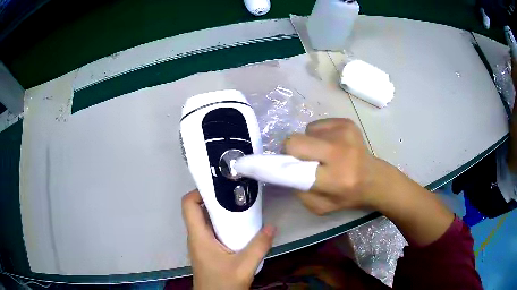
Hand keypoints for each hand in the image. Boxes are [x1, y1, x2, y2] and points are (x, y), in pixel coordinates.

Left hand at [182, 190, 275, 289]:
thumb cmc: (223, 284)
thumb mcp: (244, 266)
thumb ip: (259, 246)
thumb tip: (272, 226)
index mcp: (198, 236)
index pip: (188, 204)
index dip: (199, 191)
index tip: (220, 187)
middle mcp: (196, 236)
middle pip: (198, 209)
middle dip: (215, 198)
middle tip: (236, 193)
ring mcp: (201, 244)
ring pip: (205, 220)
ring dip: (220, 211)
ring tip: (241, 205)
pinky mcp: (207, 250)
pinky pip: (212, 230)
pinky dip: (223, 223)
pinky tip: (240, 226)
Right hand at [284, 118, 385, 213]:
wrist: (373, 179)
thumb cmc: (346, 196)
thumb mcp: (319, 206)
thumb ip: (299, 190)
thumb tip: (284, 168)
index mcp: (334, 178)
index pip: (294, 164)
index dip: (283, 163)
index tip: (281, 166)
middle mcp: (340, 152)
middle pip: (295, 140)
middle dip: (293, 150)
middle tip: (302, 159)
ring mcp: (345, 133)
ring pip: (306, 131)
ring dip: (310, 143)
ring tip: (324, 154)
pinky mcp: (347, 123)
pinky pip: (318, 125)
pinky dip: (319, 135)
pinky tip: (332, 145)